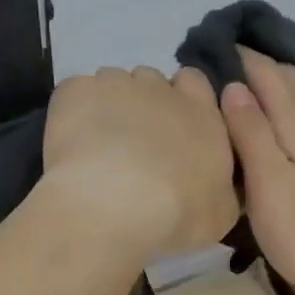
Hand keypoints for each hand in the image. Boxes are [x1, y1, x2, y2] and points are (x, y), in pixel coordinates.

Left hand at [41, 66, 239, 261]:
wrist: (114, 207)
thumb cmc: (179, 213)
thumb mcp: (222, 213)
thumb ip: (223, 185)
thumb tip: (218, 182)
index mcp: (201, 113)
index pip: (195, 82)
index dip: (183, 99)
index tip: (174, 128)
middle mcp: (161, 89)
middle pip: (152, 81)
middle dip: (145, 104)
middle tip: (137, 143)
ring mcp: (115, 85)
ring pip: (113, 83)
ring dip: (109, 105)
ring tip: (99, 146)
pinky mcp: (74, 92)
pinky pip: (75, 92)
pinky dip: (73, 112)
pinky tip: (71, 144)